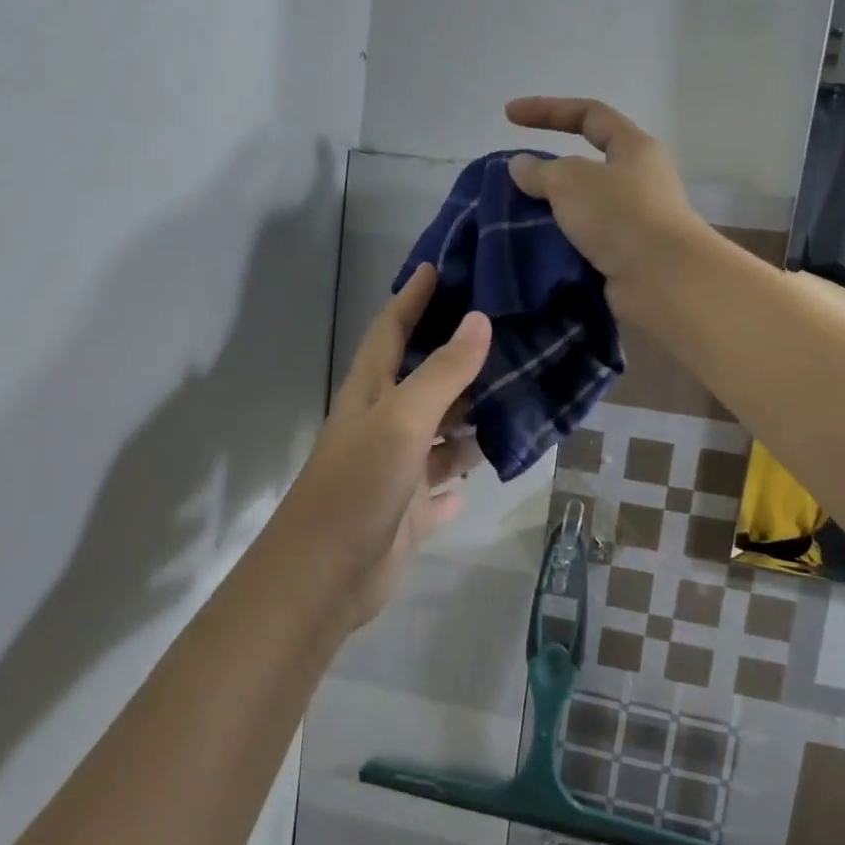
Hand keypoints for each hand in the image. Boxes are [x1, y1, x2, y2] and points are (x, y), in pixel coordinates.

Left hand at [273, 264, 489, 632]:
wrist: (325, 577)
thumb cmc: (358, 484)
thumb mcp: (402, 419)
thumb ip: (444, 372)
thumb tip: (481, 319)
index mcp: (371, 393)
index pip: (391, 329)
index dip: (413, 297)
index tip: (439, 267)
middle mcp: (383, 425)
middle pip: (423, 380)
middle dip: (457, 358)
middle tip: (507, 333)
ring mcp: (396, 470)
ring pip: (441, 436)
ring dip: (470, 422)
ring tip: (520, 398)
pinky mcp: (408, 511)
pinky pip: (444, 487)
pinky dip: (462, 479)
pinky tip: (493, 468)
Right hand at [505, 96, 705, 311]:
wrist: (661, 280)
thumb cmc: (619, 215)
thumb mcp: (571, 181)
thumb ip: (541, 171)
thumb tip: (521, 165)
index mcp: (634, 148)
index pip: (588, 115)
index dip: (548, 110)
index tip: (508, 115)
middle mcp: (639, 181)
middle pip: (587, 166)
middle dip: (548, 172)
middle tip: (513, 184)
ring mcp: (635, 222)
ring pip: (583, 210)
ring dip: (552, 214)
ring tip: (516, 221)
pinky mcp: (627, 257)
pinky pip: (585, 243)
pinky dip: (561, 245)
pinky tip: (536, 251)